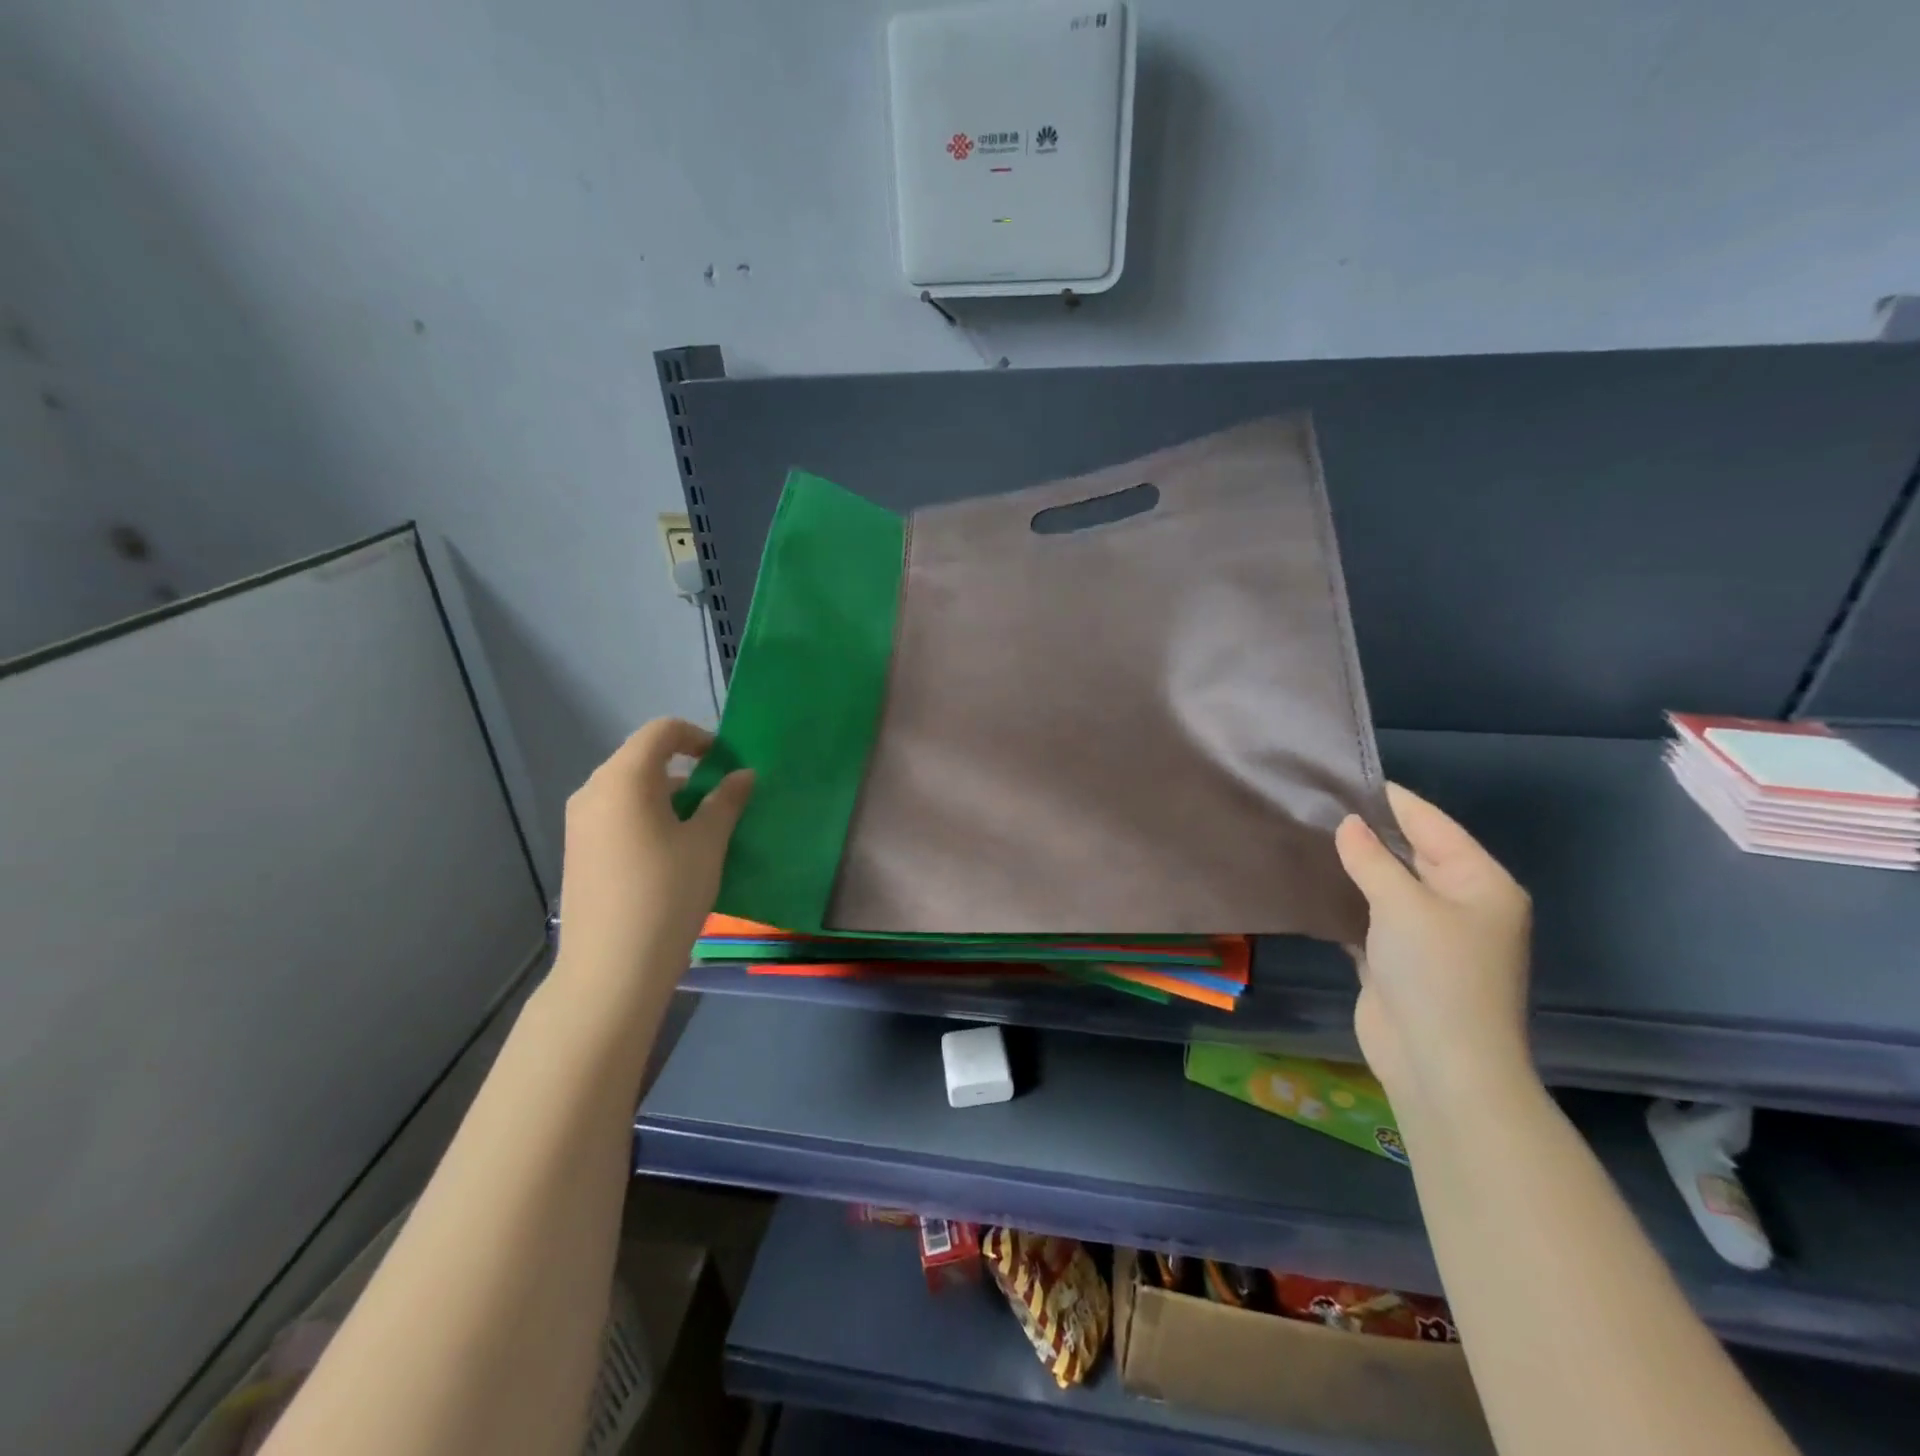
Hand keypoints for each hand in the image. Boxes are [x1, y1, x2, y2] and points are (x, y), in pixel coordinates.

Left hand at [552, 719, 753, 1011]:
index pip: (662, 732)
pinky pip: (617, 815)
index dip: (698, 737)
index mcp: (625, 778)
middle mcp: (594, 791)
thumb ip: (727, 801)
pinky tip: (670, 854)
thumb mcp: (707, 843)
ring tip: (700, 829)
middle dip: (685, 770)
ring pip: (630, 790)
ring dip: (667, 797)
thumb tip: (743, 775)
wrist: (611, 968)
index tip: (726, 762)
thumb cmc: (667, 894)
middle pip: (642, 759)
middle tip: (720, 797)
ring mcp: (580, 823)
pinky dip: (647, 817)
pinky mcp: (578, 851)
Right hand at [1334, 784, 1533, 1107]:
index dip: (1391, 800)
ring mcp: (1430, 934)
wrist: (1439, 1064)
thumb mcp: (1402, 905)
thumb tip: (1347, 823)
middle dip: (1368, 832)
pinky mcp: (1399, 960)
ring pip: (1387, 886)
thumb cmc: (1435, 973)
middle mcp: (1460, 903)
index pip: (1432, 824)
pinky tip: (1312, 882)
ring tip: (1306, 834)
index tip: (1344, 775)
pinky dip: (1347, 901)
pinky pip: (1371, 916)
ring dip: (1354, 867)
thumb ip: (1371, 859)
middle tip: (1314, 803)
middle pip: (1411, 853)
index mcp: (1480, 883)